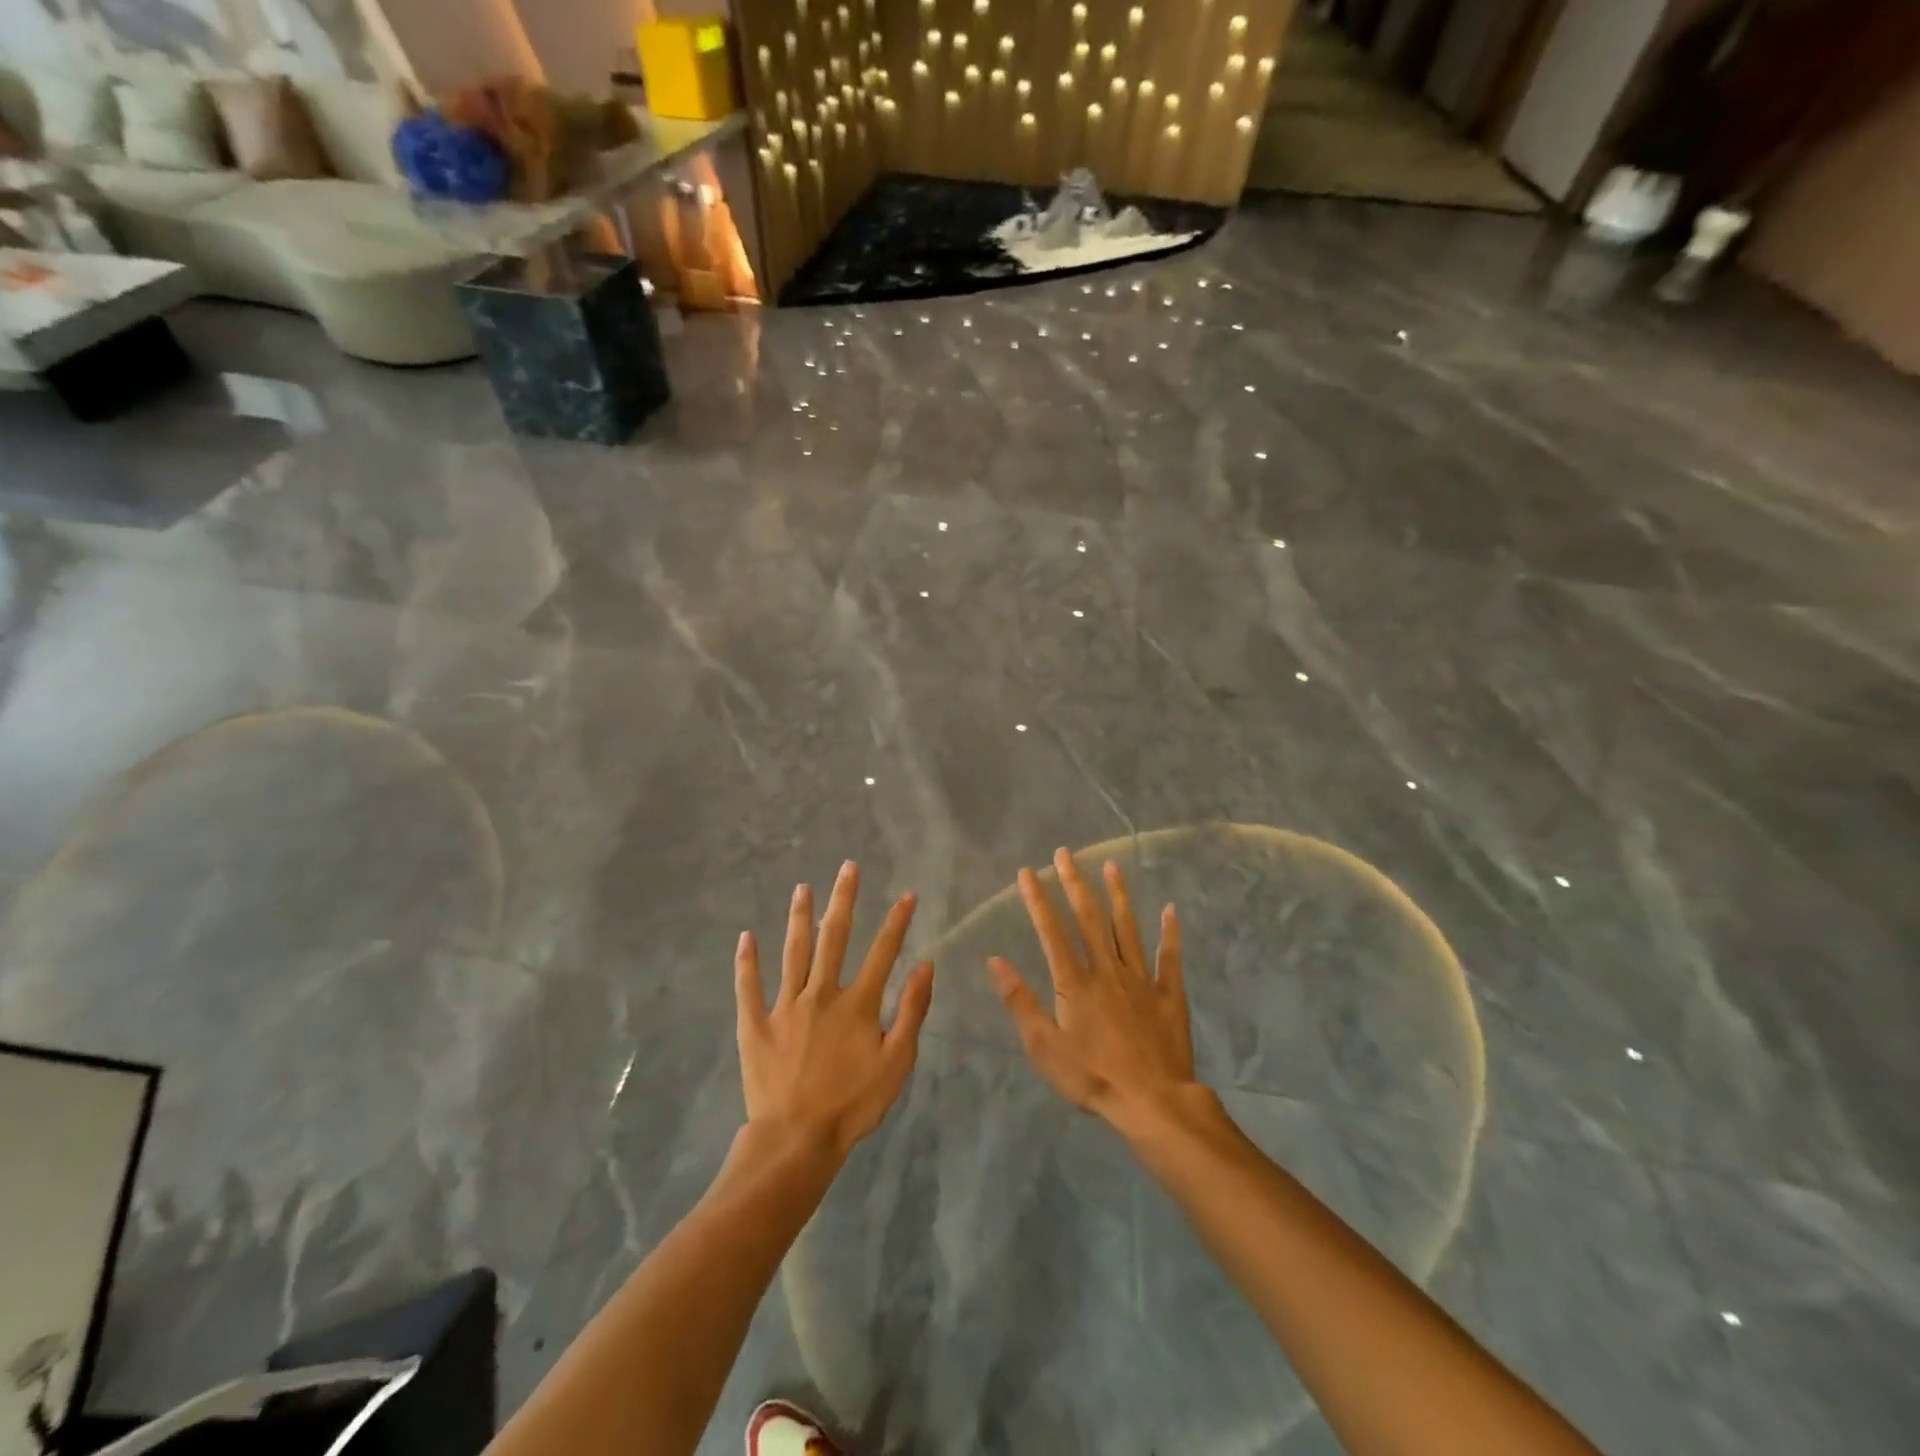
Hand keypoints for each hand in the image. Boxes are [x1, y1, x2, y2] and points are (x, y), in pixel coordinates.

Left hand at [735, 861, 934, 1159]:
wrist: (797, 1140)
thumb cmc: (853, 1104)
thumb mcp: (897, 1063)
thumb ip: (912, 1011)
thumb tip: (925, 965)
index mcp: (857, 1004)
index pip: (882, 952)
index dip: (897, 922)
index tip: (907, 895)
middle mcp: (821, 994)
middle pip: (834, 938)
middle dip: (843, 900)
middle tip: (847, 868)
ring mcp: (785, 1007)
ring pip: (793, 952)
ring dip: (799, 917)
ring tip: (802, 887)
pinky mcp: (755, 1025)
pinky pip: (749, 987)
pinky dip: (747, 961)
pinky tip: (746, 937)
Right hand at [989, 849, 1197, 1130]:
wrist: (1153, 1101)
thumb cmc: (1092, 1077)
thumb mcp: (1044, 1046)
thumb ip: (1020, 1001)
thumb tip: (995, 960)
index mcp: (1075, 982)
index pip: (1051, 931)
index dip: (1038, 900)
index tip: (1028, 872)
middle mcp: (1107, 970)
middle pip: (1089, 919)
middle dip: (1075, 883)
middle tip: (1066, 853)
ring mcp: (1141, 979)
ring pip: (1127, 928)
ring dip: (1118, 895)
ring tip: (1111, 865)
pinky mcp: (1169, 994)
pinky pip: (1170, 958)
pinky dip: (1170, 933)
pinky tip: (1170, 910)